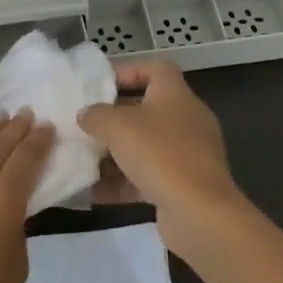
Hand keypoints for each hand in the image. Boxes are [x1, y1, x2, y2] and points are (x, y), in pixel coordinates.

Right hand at [78, 60, 244, 258]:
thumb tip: (85, 114)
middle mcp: (185, 119)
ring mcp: (187, 154)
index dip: (127, 71)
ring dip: (114, 154)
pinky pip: (147, 177)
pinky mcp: (183, 186)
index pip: (155, 69)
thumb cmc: (159, 154)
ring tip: (82, 160)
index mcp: (175, 94)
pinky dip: (122, 182)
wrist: (200, 213)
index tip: (99, 85)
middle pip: (146, 109)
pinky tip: (93, 193)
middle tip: (85, 125)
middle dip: (113, 118)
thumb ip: (96, 115)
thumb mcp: (117, 126)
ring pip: (144, 146)